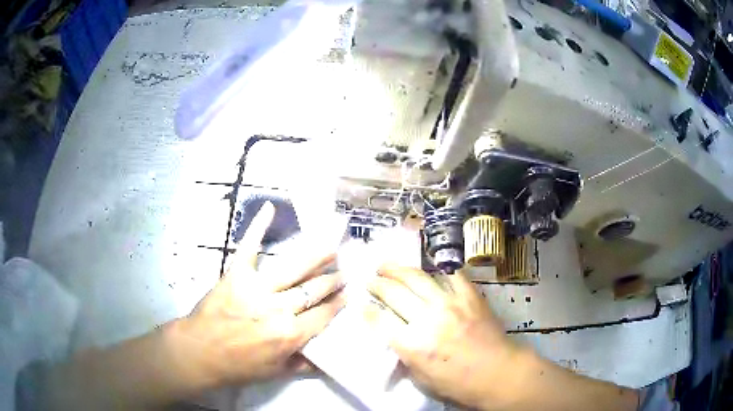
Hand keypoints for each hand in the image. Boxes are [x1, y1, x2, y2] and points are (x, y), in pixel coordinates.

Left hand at [174, 202, 344, 385]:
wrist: (199, 352)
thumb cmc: (238, 367)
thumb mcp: (275, 373)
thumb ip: (303, 365)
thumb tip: (325, 361)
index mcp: (290, 334)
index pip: (323, 315)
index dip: (338, 304)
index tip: (349, 294)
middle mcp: (279, 308)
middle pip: (314, 289)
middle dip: (333, 280)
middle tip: (345, 271)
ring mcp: (257, 288)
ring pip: (293, 268)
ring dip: (316, 256)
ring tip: (332, 245)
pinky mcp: (236, 274)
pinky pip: (249, 248)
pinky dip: (258, 227)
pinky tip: (269, 207)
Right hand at [366, 265, 518, 408]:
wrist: (497, 372)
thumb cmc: (458, 383)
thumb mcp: (421, 378)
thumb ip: (405, 354)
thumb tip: (395, 335)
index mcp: (413, 345)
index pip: (380, 321)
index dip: (365, 309)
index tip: (358, 302)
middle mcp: (428, 320)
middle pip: (394, 293)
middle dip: (376, 284)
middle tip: (369, 280)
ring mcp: (450, 304)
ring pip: (417, 277)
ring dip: (397, 269)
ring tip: (387, 266)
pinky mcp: (470, 296)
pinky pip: (452, 275)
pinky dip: (438, 268)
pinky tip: (429, 267)